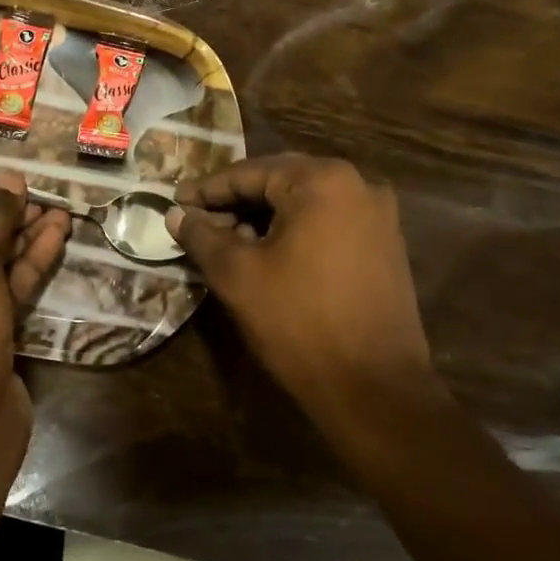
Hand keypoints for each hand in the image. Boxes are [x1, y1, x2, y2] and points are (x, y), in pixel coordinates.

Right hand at [169, 156, 431, 426]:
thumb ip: (202, 236)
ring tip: (226, 240)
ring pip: (304, 203)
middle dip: (235, 201)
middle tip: (197, 220)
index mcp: (322, 180)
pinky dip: (294, 231)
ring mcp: (378, 215)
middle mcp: (358, 184)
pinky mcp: (385, 244)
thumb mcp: (238, 275)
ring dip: (263, 217)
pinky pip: (328, 222)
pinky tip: (267, 253)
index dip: (207, 189)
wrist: (374, 387)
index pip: (249, 172)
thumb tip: (176, 214)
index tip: (174, 202)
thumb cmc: (299, 322)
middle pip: (279, 181)